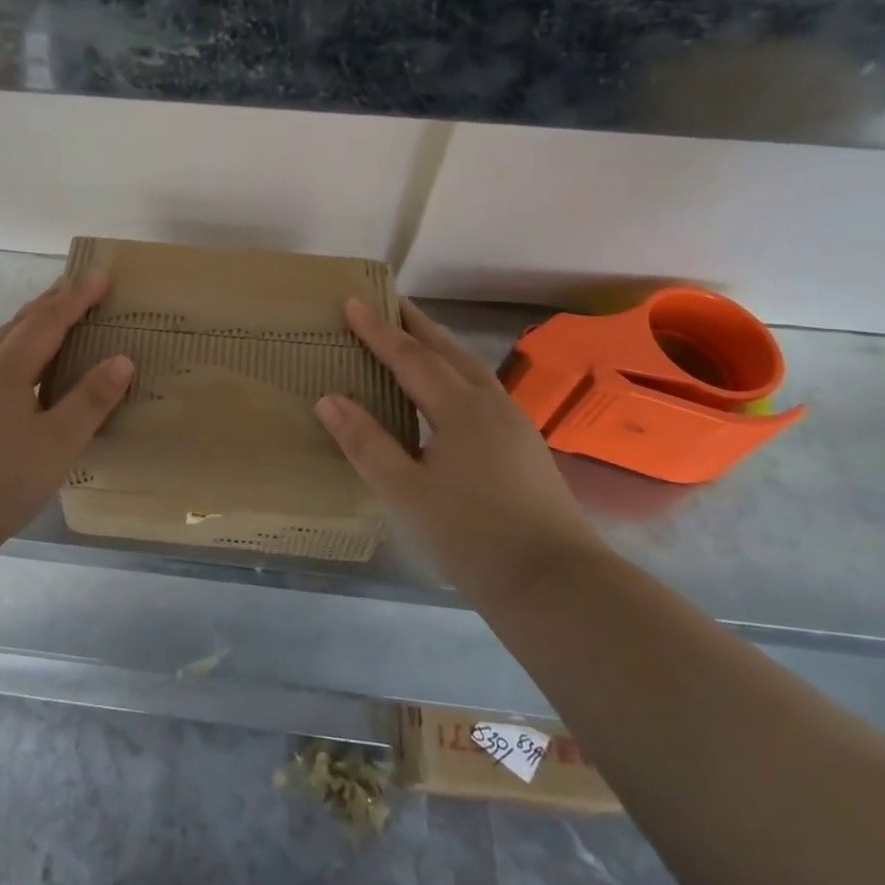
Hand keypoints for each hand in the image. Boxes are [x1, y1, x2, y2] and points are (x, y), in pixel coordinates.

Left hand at [0, 271, 132, 555]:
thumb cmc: (1, 478)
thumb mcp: (58, 443)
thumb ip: (91, 399)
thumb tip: (121, 360)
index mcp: (8, 368)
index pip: (49, 320)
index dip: (78, 297)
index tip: (102, 275)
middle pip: (20, 323)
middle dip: (51, 301)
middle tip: (76, 285)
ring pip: (1, 342)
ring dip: (29, 324)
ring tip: (51, 320)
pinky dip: (15, 350)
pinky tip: (20, 371)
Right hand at [315, 298, 605, 607]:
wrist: (556, 584)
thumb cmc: (472, 536)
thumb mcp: (406, 492)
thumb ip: (365, 443)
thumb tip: (328, 399)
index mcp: (460, 409)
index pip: (410, 357)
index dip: (378, 330)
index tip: (352, 302)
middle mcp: (490, 404)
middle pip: (447, 351)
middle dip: (415, 324)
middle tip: (389, 300)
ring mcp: (514, 424)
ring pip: (470, 368)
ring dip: (440, 345)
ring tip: (416, 334)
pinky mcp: (524, 445)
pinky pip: (482, 388)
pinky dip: (457, 370)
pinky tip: (452, 388)